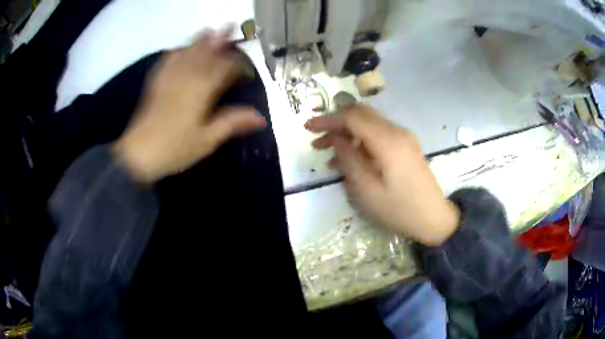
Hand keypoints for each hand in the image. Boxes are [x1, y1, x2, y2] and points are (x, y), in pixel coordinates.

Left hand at [113, 28, 265, 182]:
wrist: (139, 154)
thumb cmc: (176, 148)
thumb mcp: (207, 139)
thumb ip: (233, 123)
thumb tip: (260, 117)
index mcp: (202, 89)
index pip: (225, 68)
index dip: (239, 67)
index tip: (247, 73)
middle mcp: (186, 76)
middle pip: (206, 52)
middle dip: (219, 40)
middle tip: (230, 28)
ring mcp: (169, 77)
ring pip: (187, 52)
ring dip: (200, 40)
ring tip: (209, 31)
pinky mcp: (156, 82)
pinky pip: (168, 60)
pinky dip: (177, 52)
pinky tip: (180, 50)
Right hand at [305, 105, 459, 246]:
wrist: (434, 219)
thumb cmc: (399, 210)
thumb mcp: (367, 191)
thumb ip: (349, 160)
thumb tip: (336, 139)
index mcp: (388, 141)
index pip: (352, 117)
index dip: (328, 119)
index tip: (308, 128)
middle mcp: (397, 132)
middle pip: (361, 115)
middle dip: (336, 124)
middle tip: (317, 142)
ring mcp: (404, 138)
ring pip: (369, 125)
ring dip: (347, 133)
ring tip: (328, 154)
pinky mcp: (406, 146)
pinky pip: (379, 136)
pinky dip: (361, 142)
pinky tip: (349, 159)